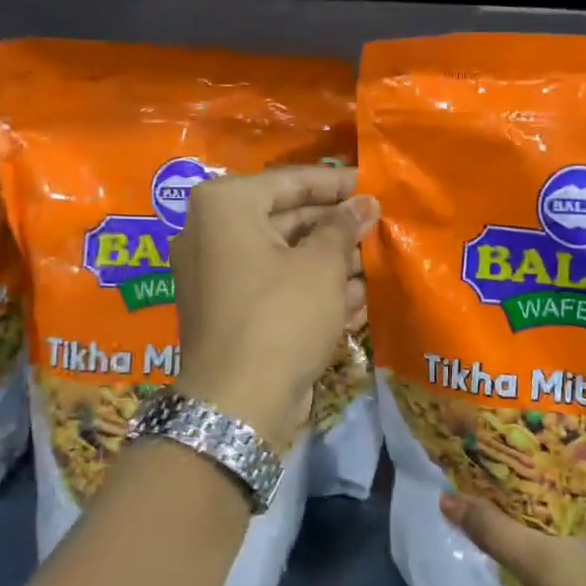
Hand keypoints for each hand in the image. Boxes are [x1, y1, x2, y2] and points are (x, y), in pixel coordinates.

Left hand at [171, 166, 377, 452]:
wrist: (237, 404)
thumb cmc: (281, 316)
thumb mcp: (321, 266)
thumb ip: (343, 226)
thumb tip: (364, 202)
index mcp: (224, 206)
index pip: (289, 181)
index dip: (335, 183)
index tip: (371, 184)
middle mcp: (210, 233)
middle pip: (284, 217)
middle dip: (333, 226)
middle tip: (376, 226)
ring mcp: (214, 274)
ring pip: (281, 255)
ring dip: (328, 260)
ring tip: (374, 264)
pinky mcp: (226, 310)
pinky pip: (272, 286)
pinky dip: (308, 288)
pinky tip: (354, 299)